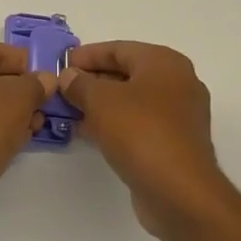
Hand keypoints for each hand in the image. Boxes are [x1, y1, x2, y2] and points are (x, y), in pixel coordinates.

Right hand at [60, 42, 237, 240]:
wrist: (179, 191)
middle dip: (92, 80)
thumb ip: (80, 83)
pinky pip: (137, 124)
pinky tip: (87, 132)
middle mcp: (177, 83)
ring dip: (100, 104)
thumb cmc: (140, 132)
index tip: (61, 63)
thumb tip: (69, 77)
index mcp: (164, 63)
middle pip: (126, 73)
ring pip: (131, 101)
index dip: (87, 55)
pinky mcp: (173, 143)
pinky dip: (113, 124)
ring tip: (68, 110)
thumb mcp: (100, 100)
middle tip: (61, 88)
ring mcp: (178, 115)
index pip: (118, 49)